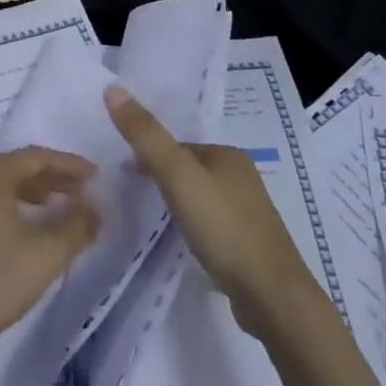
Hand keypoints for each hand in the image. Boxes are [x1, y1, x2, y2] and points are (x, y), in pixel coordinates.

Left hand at [0, 148, 99, 366]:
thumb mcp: (49, 252)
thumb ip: (78, 223)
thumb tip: (94, 206)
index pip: (34, 157)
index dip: (68, 165)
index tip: (94, 175)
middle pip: (10, 168)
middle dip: (46, 178)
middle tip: (76, 191)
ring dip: (23, 192)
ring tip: (50, 206)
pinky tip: (14, 226)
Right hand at [103, 86, 315, 333]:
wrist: (272, 297)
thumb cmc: (223, 228)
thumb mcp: (177, 176)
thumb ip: (146, 136)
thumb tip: (113, 89)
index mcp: (228, 154)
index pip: (177, 146)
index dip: (148, 156)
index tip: (122, 175)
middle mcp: (242, 176)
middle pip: (188, 169)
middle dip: (161, 178)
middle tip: (132, 197)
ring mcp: (249, 212)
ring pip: (200, 196)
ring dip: (177, 203)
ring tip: (152, 220)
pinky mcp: (249, 243)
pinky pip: (211, 223)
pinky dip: (194, 226)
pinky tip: (184, 242)